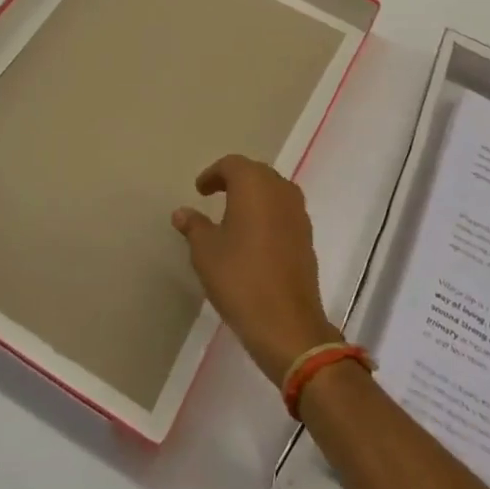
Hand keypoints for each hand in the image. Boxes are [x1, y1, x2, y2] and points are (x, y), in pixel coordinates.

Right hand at [172, 155, 342, 386]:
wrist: (286, 323)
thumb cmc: (240, 278)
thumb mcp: (206, 251)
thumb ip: (194, 226)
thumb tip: (182, 212)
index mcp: (254, 184)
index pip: (233, 165)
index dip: (214, 174)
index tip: (200, 189)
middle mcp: (280, 190)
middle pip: (256, 173)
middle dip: (235, 180)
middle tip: (215, 195)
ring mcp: (298, 213)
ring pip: (273, 191)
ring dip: (254, 196)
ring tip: (234, 215)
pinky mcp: (307, 236)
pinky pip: (284, 212)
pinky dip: (268, 214)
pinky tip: (255, 236)